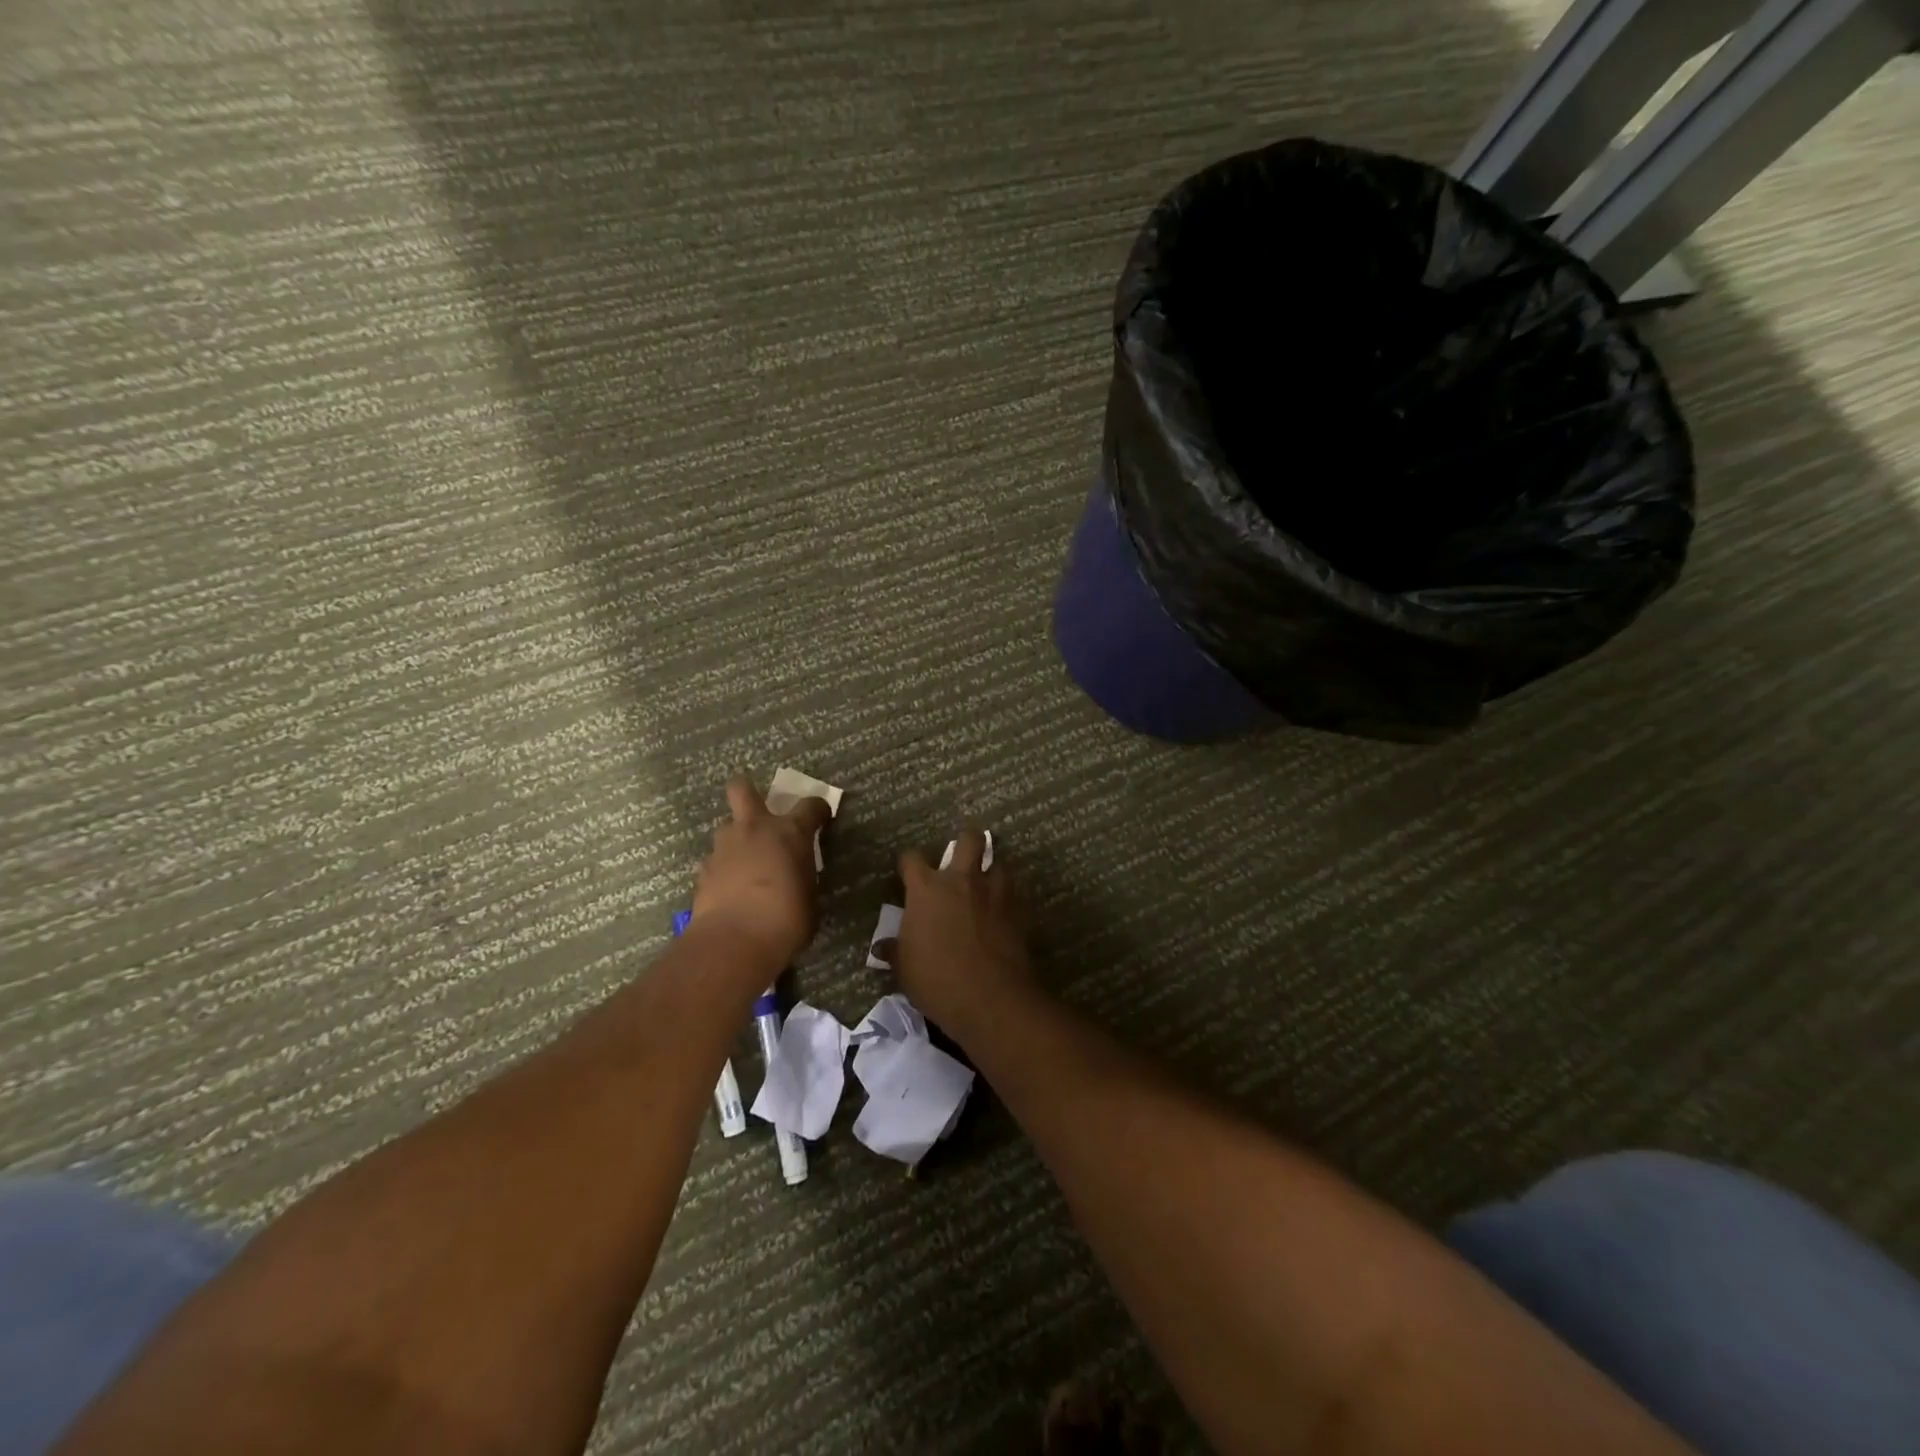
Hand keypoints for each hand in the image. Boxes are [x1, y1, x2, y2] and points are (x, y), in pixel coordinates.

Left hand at [691, 775, 831, 968]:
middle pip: (742, 789)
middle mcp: (755, 829)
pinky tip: (728, 890)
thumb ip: (802, 877)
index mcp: (790, 832)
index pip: (810, 806)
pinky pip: (716, 860)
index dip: (818, 810)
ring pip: (727, 827)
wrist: (735, 942)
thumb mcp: (809, 896)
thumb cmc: (787, 920)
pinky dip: (723, 870)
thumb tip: (797, 880)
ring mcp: (724, 847)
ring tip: (745, 864)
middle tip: (759, 814)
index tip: (821, 818)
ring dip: (737, 839)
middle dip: (748, 793)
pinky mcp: (703, 870)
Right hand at [894, 827, 1032, 1033]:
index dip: (908, 862)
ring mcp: (994, 893)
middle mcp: (962, 881)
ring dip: (991, 872)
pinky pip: (1013, 894)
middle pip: (969, 839)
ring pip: (998, 864)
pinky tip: (1002, 915)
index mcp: (927, 889)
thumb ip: (895, 951)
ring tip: (986, 887)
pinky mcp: (1018, 910)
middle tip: (961, 856)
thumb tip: (881, 947)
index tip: (907, 872)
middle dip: (966, 840)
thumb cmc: (937, 981)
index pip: (912, 858)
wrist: (990, 998)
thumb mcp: (905, 970)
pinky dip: (1007, 900)